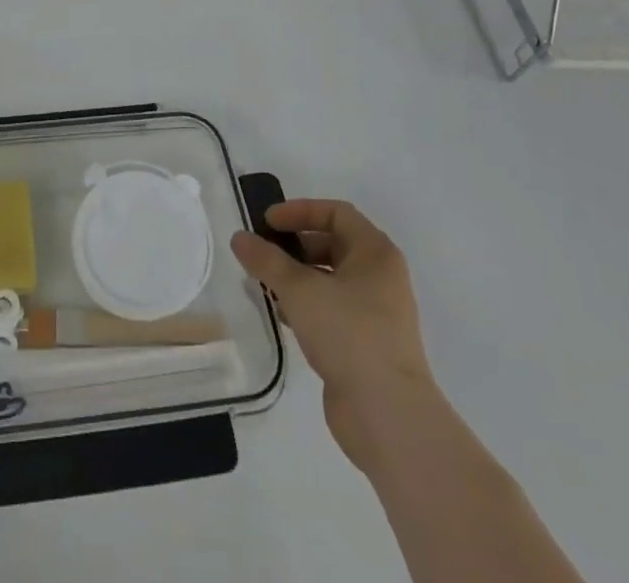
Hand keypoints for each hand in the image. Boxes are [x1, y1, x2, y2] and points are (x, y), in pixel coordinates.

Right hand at [230, 199, 431, 472]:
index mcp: (375, 253)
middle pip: (332, 244)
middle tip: (261, 254)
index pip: (336, 213)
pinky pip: (332, 310)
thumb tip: (239, 238)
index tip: (267, 223)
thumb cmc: (349, 334)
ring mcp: (376, 313)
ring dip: (296, 278)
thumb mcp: (300, 289)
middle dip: (294, 246)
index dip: (299, 211)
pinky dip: (306, 305)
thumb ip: (266, 260)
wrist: (389, 416)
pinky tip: (282, 315)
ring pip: (330, 280)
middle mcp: (381, 277)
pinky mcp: (367, 344)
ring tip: (263, 285)